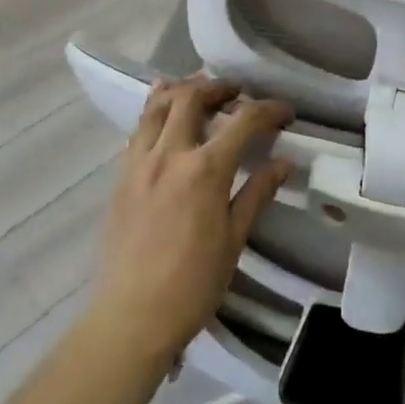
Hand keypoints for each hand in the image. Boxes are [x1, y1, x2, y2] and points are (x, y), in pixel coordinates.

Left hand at [89, 78, 292, 366]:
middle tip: (237, 93)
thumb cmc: (193, 284)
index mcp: (205, 171)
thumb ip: (257, 193)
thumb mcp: (235, 240)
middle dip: (219, 87)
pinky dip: (153, 112)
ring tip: (198, 90)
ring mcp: (139, 163)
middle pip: (192, 98)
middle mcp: (169, 155)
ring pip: (156, 107)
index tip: (284, 112)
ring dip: (180, 90)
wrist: (132, 316)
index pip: (243, 122)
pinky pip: (137, 130)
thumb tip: (284, 163)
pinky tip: (162, 115)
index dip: (268, 109)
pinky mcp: (120, 177)